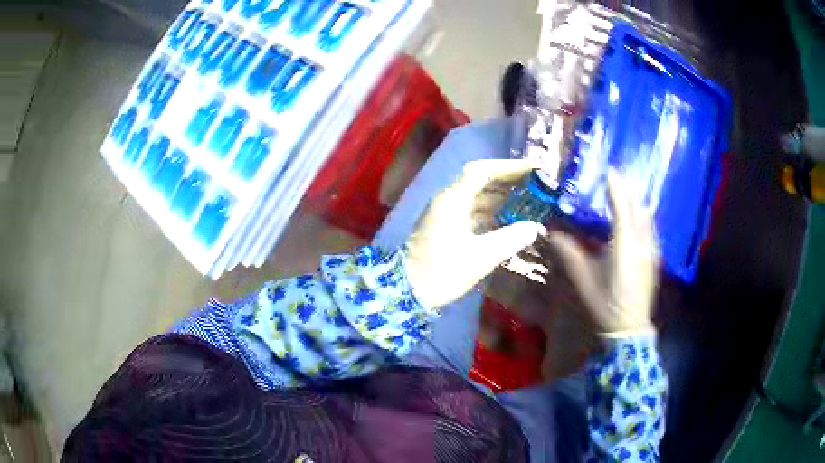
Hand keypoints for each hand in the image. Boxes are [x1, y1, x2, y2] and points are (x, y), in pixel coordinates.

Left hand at [404, 160, 546, 309]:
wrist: (406, 292)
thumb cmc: (441, 272)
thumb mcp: (481, 257)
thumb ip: (511, 239)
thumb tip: (534, 227)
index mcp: (453, 199)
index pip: (481, 171)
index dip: (508, 167)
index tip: (533, 170)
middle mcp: (448, 200)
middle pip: (480, 181)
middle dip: (508, 182)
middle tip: (536, 187)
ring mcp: (445, 214)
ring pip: (477, 198)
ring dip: (501, 198)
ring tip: (529, 202)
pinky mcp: (445, 228)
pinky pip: (472, 212)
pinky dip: (492, 214)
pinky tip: (510, 222)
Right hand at [540, 170, 658, 335]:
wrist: (629, 329)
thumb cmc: (605, 304)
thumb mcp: (584, 280)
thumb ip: (569, 254)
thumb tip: (551, 234)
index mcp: (624, 245)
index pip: (622, 207)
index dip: (616, 187)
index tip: (610, 170)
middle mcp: (641, 243)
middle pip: (638, 208)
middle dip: (629, 190)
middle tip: (618, 177)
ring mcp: (650, 251)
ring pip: (647, 218)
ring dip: (637, 202)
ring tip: (628, 193)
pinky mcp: (654, 259)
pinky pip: (650, 229)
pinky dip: (643, 217)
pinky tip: (638, 220)